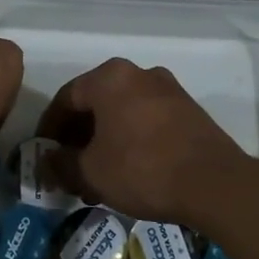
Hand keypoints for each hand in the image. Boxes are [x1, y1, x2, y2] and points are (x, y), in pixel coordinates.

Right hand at [37, 58, 251, 225]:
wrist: (215, 185)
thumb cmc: (142, 169)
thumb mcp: (90, 172)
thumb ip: (61, 164)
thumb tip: (47, 162)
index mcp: (110, 78)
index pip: (66, 98)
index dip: (49, 128)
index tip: (43, 154)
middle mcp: (139, 73)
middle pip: (96, 103)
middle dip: (78, 137)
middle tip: (68, 167)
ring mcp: (168, 90)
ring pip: (122, 113)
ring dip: (104, 141)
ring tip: (97, 175)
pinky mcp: (189, 111)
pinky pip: (146, 121)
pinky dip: (130, 140)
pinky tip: (127, 171)